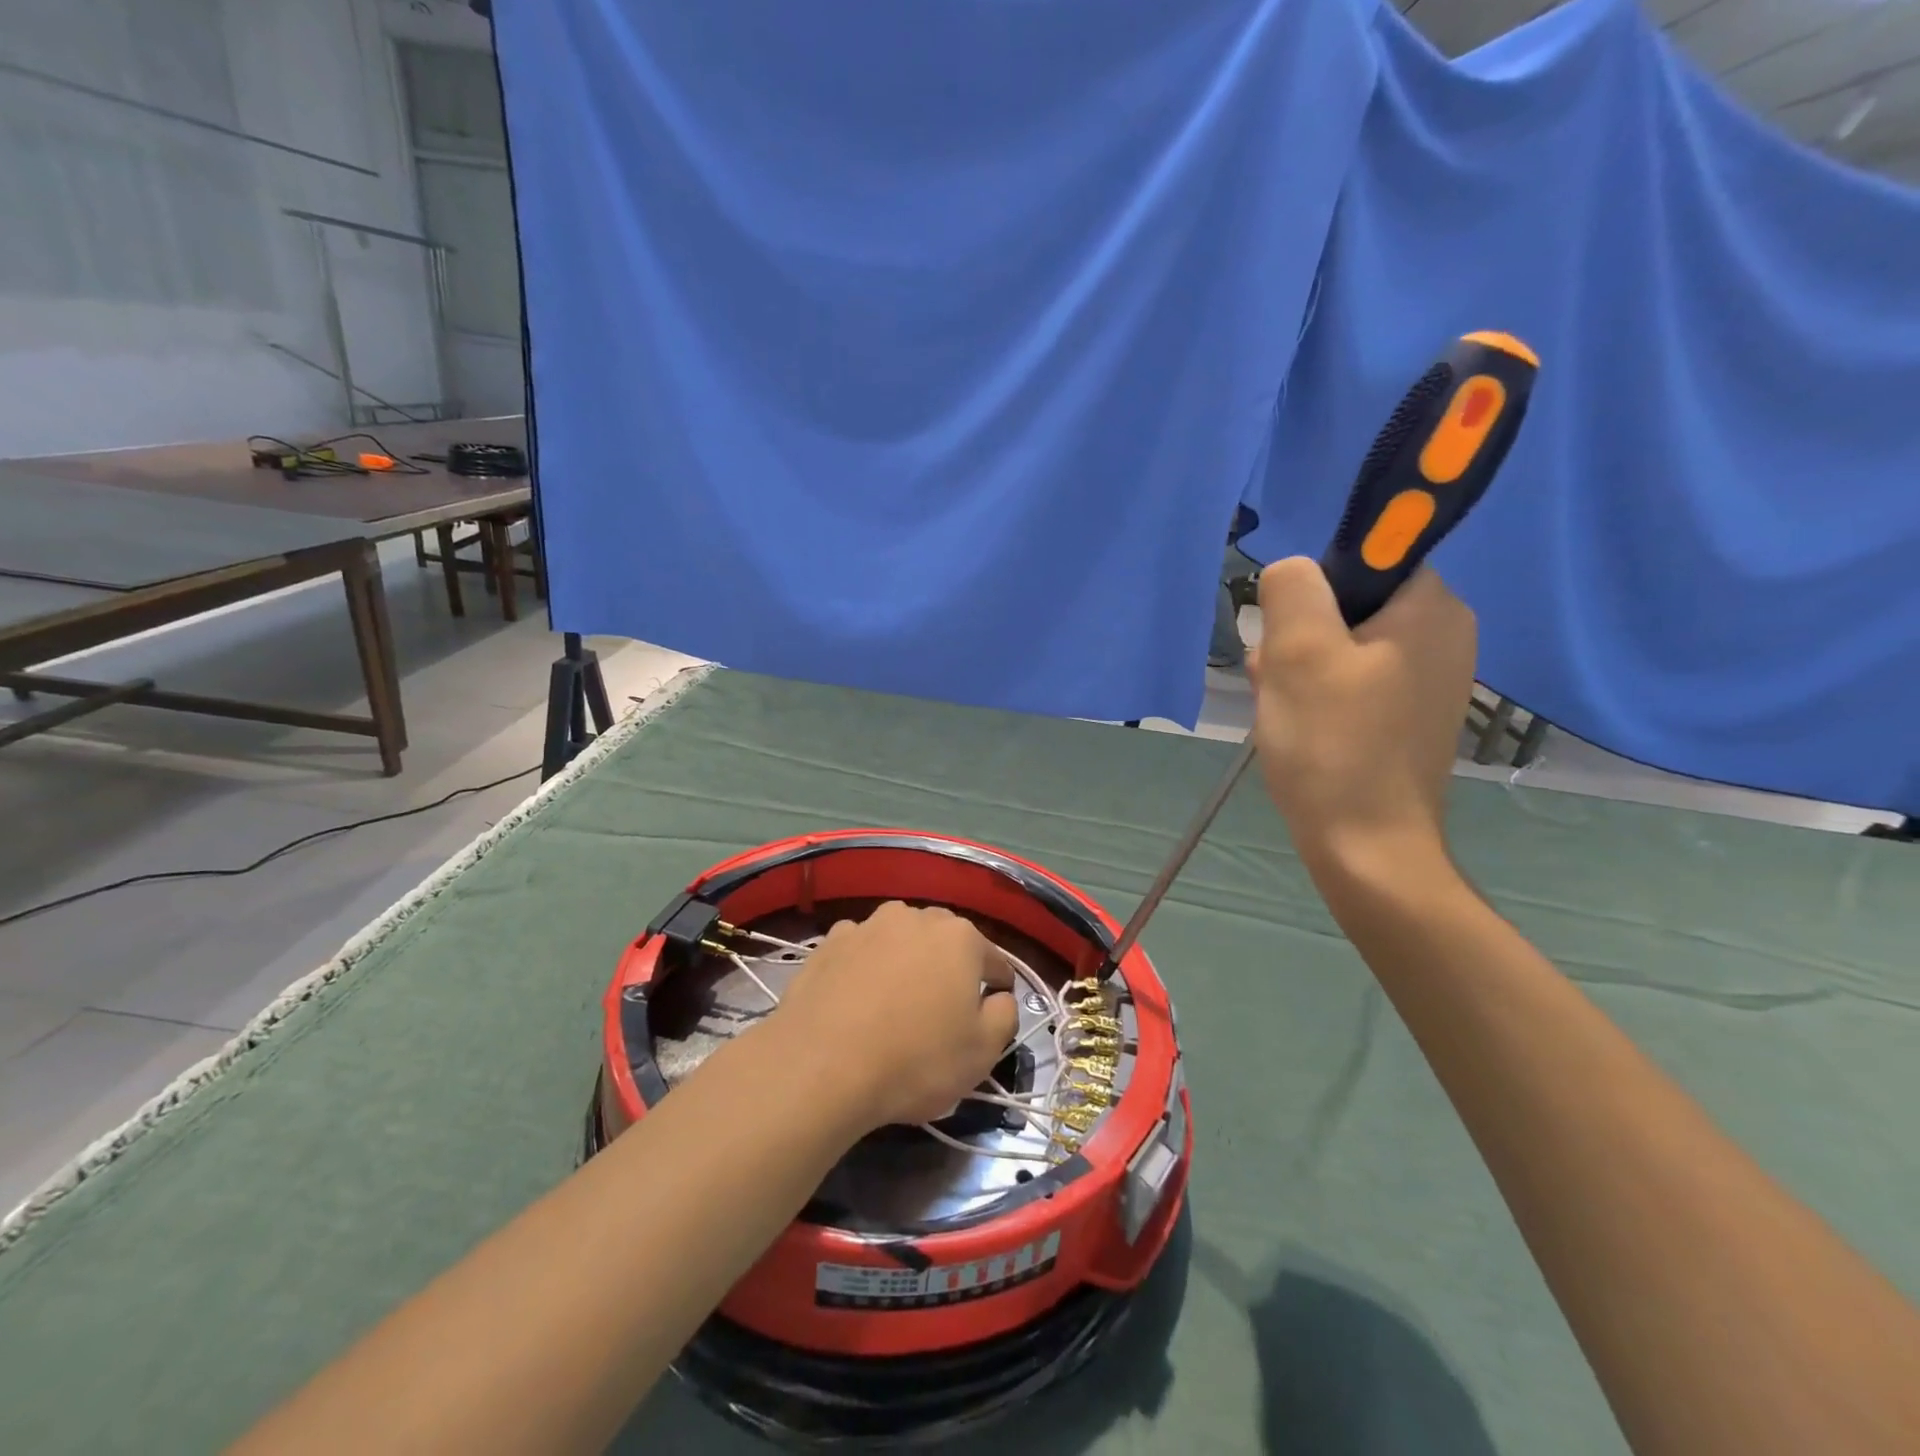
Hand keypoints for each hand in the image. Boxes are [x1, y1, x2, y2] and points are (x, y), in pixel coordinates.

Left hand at [770, 902, 1019, 1133]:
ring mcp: (867, 926)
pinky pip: (860, 950)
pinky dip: (864, 966)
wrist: (820, 1065)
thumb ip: (1004, 1016)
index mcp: (960, 937)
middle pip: (944, 942)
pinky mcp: (828, 943)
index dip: (997, 987)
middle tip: (942, 1010)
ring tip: (896, 1003)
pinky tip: (856, 999)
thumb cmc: (915, 1060)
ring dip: (904, 962)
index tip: (991, 1011)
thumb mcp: (982, 1053)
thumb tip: (999, 998)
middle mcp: (914, 918)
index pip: (993, 960)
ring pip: (899, 940)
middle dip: (949, 968)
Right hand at [1248, 559, 1475, 873]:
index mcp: (1433, 608)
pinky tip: (1300, 727)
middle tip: (1279, 680)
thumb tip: (1292, 573)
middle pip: (1350, 606)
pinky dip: (1320, 696)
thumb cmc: (1332, 744)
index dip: (1316, 591)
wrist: (1366, 848)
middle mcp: (1445, 635)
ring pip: (1344, 646)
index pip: (1366, 559)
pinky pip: (1354, 682)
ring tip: (1284, 710)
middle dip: (1301, 637)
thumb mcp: (1298, 652)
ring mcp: (1430, 680)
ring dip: (1302, 669)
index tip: (1293, 637)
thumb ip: (1292, 588)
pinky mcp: (1409, 716)